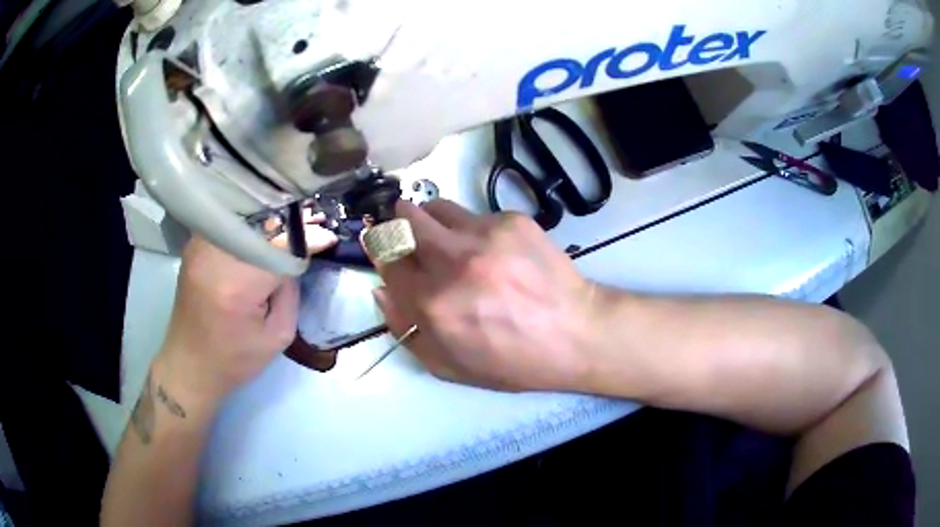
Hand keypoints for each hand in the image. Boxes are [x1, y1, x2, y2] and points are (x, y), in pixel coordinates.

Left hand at [158, 219, 336, 401]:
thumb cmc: (234, 360)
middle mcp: (214, 257)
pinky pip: (228, 223)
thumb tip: (297, 256)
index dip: (306, 239)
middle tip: (315, 220)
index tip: (328, 236)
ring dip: (269, 217)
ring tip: (293, 220)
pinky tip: (264, 227)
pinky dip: (249, 222)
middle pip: (260, 224)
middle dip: (290, 221)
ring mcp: (200, 247)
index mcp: (236, 286)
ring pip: (242, 217)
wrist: (189, 364)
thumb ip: (290, 292)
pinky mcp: (194, 246)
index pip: (279, 249)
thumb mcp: (277, 337)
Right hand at [367, 200, 598, 391]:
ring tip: (450, 241)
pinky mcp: (512, 220)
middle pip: (403, 217)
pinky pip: (475, 214)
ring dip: (432, 221)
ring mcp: (485, 235)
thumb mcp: (448, 366)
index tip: (386, 250)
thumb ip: (405, 329)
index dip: (381, 251)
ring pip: (435, 207)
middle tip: (411, 238)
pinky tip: (494, 251)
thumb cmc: (511, 360)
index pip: (385, 255)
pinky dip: (473, 229)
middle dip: (398, 225)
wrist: (577, 334)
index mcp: (432, 303)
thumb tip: (381, 288)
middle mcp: (453, 261)